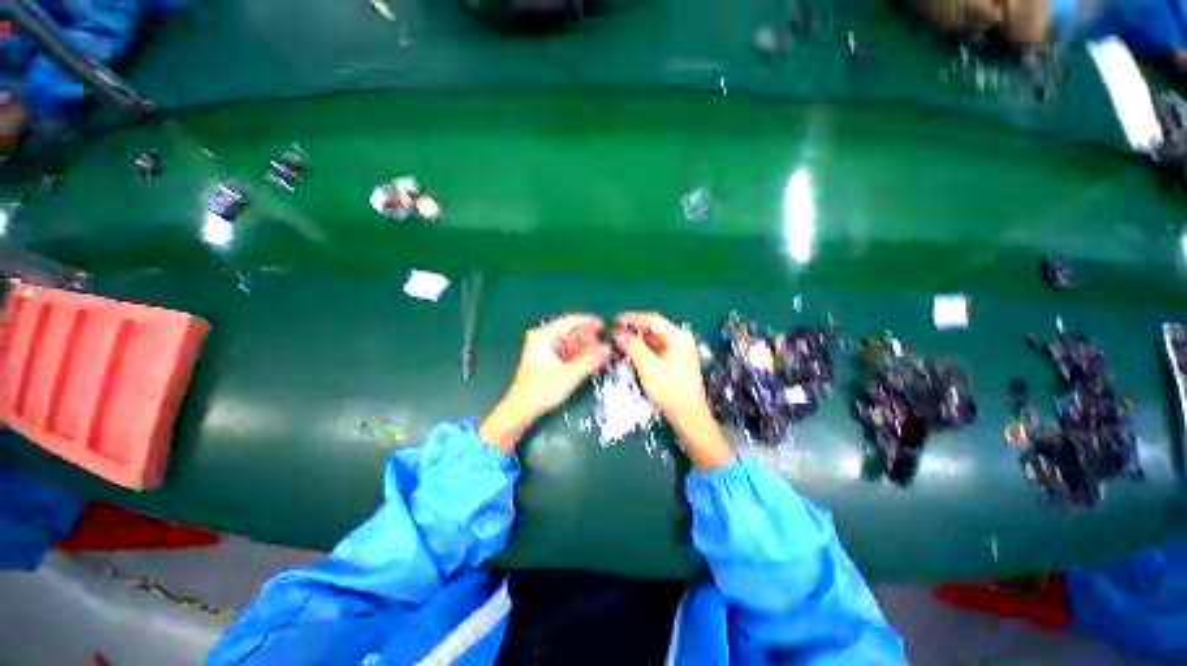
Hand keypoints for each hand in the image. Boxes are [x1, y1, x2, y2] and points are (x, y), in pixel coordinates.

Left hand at [480, 314, 610, 451]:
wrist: (522, 410)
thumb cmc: (542, 390)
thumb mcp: (569, 374)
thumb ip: (590, 360)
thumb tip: (608, 349)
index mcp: (543, 336)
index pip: (570, 321)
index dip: (589, 322)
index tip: (606, 326)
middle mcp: (544, 339)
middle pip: (572, 333)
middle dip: (591, 338)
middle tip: (609, 343)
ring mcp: (547, 350)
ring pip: (572, 344)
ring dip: (588, 348)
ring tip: (606, 353)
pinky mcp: (550, 361)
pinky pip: (570, 353)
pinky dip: (582, 356)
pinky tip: (595, 361)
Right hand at [614, 313, 734, 470]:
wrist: (688, 416)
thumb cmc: (669, 390)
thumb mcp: (648, 366)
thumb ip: (632, 346)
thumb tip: (617, 332)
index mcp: (678, 336)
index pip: (652, 319)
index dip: (632, 318)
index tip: (614, 320)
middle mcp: (680, 339)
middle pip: (653, 327)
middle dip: (633, 328)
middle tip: (614, 331)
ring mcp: (679, 351)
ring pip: (654, 338)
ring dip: (637, 339)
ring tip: (619, 341)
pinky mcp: (675, 361)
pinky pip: (656, 348)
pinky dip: (643, 348)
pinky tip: (631, 352)